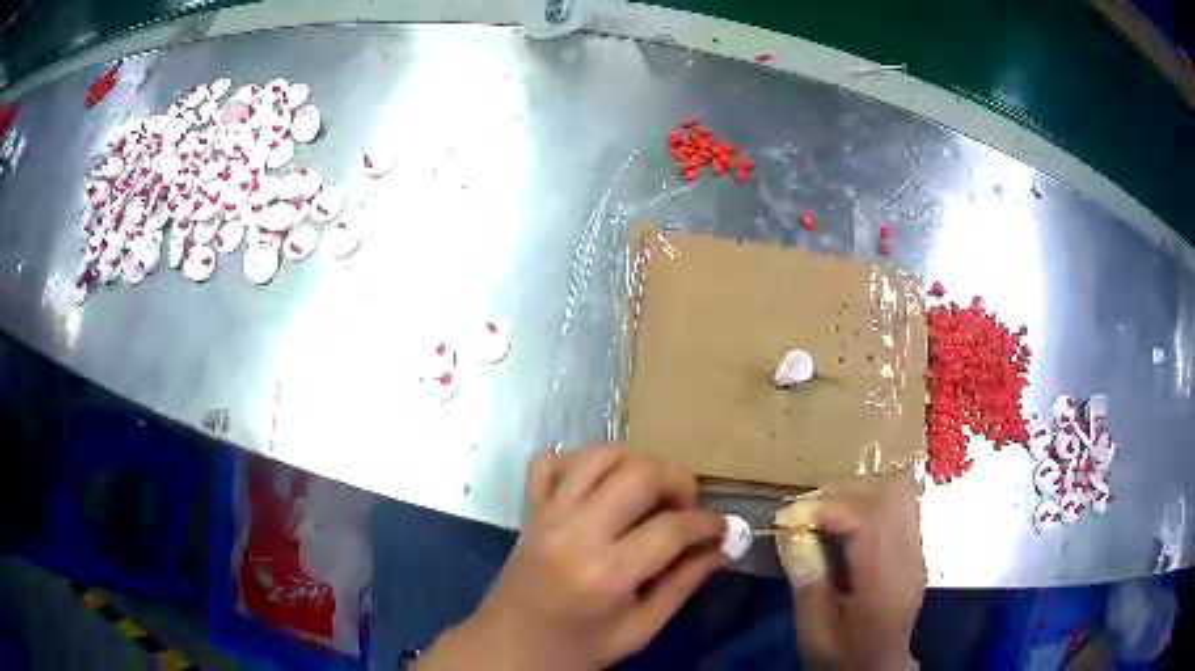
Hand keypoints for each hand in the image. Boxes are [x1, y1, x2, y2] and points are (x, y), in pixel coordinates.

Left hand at [416, 445, 728, 670]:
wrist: (508, 647)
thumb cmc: (578, 648)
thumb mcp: (640, 630)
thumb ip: (684, 584)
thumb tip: (722, 547)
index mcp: (608, 573)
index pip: (673, 527)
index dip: (709, 523)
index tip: (721, 529)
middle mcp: (577, 531)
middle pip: (640, 473)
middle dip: (677, 481)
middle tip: (685, 509)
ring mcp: (548, 514)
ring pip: (600, 455)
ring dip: (636, 463)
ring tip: (649, 493)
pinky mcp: (530, 508)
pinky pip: (551, 460)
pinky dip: (580, 462)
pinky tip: (599, 486)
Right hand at [787, 471, 924, 670]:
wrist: (879, 667)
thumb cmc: (843, 655)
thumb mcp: (814, 631)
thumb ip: (807, 581)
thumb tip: (791, 532)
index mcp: (884, 583)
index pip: (869, 519)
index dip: (826, 507)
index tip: (787, 519)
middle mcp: (909, 557)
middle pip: (888, 495)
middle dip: (841, 493)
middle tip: (804, 513)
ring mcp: (916, 548)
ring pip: (899, 491)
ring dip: (858, 491)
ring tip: (824, 511)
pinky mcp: (914, 546)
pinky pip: (899, 503)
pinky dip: (869, 499)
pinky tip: (845, 520)